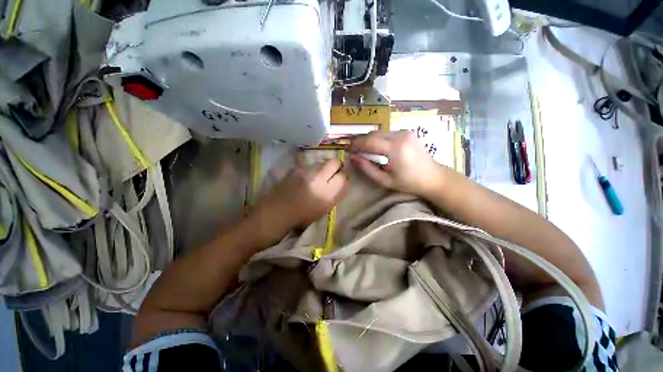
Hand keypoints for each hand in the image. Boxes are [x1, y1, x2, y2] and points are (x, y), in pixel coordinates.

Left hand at [256, 159, 348, 230]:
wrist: (278, 211)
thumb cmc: (303, 215)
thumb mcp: (325, 209)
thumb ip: (337, 194)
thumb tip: (344, 182)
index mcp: (327, 193)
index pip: (343, 176)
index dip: (343, 177)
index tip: (340, 180)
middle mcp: (318, 178)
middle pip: (335, 162)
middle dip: (337, 166)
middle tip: (333, 173)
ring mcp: (306, 171)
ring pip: (322, 162)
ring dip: (324, 168)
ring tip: (318, 177)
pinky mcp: (296, 168)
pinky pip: (310, 165)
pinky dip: (311, 170)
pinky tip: (306, 178)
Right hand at [348, 130, 445, 196]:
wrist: (433, 177)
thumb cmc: (409, 182)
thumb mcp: (385, 180)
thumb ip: (367, 168)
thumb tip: (353, 157)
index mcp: (395, 148)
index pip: (369, 142)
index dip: (356, 145)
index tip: (347, 150)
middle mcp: (400, 136)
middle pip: (373, 134)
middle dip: (360, 140)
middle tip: (352, 149)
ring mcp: (405, 132)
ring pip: (379, 132)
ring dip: (368, 139)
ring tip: (360, 148)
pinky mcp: (407, 133)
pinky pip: (387, 133)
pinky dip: (377, 138)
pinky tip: (374, 146)